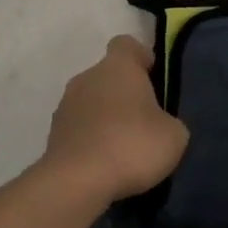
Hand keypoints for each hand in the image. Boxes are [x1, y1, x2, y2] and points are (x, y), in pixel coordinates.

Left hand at [43, 35, 188, 203]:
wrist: (76, 183)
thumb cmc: (132, 146)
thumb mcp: (174, 135)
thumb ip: (169, 121)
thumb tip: (161, 125)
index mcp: (118, 66)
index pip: (127, 44)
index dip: (142, 58)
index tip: (154, 79)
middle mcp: (88, 77)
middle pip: (109, 75)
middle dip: (125, 94)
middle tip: (145, 122)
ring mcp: (65, 105)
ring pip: (92, 102)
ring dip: (106, 118)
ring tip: (124, 149)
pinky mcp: (53, 135)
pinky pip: (79, 129)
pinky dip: (91, 141)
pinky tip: (105, 165)